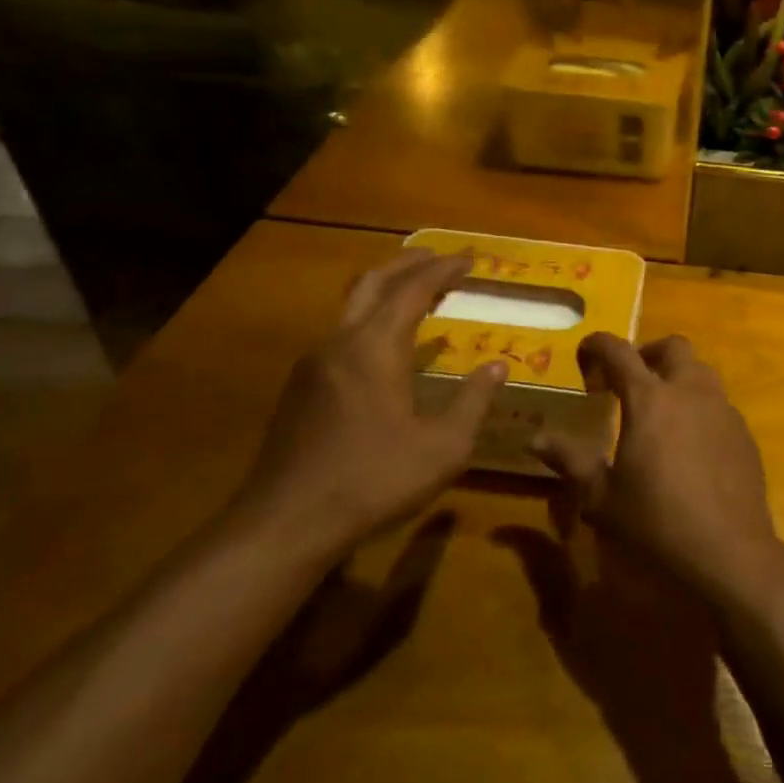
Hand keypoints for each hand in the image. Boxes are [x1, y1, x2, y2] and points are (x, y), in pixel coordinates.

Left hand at [234, 248, 504, 559]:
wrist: (285, 525)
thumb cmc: (373, 482)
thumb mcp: (443, 448)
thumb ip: (473, 401)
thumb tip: (498, 365)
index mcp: (375, 348)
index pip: (413, 290)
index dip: (443, 269)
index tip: (470, 259)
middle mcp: (340, 343)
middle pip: (373, 282)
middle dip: (407, 263)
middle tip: (439, 257)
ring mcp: (313, 365)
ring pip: (351, 306)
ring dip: (386, 289)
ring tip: (416, 292)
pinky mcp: (300, 389)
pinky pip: (341, 333)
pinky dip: (370, 318)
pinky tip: (385, 345)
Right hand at [532, 334, 783, 605]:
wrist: (730, 554)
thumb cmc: (657, 525)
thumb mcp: (602, 498)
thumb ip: (571, 461)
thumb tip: (536, 439)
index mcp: (650, 399)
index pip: (620, 352)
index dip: (599, 344)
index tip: (585, 351)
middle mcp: (690, 392)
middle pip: (673, 347)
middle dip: (648, 352)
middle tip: (629, 379)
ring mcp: (723, 410)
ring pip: (701, 371)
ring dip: (678, 377)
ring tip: (661, 410)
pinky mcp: (744, 434)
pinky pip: (719, 404)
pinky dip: (700, 407)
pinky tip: (691, 444)